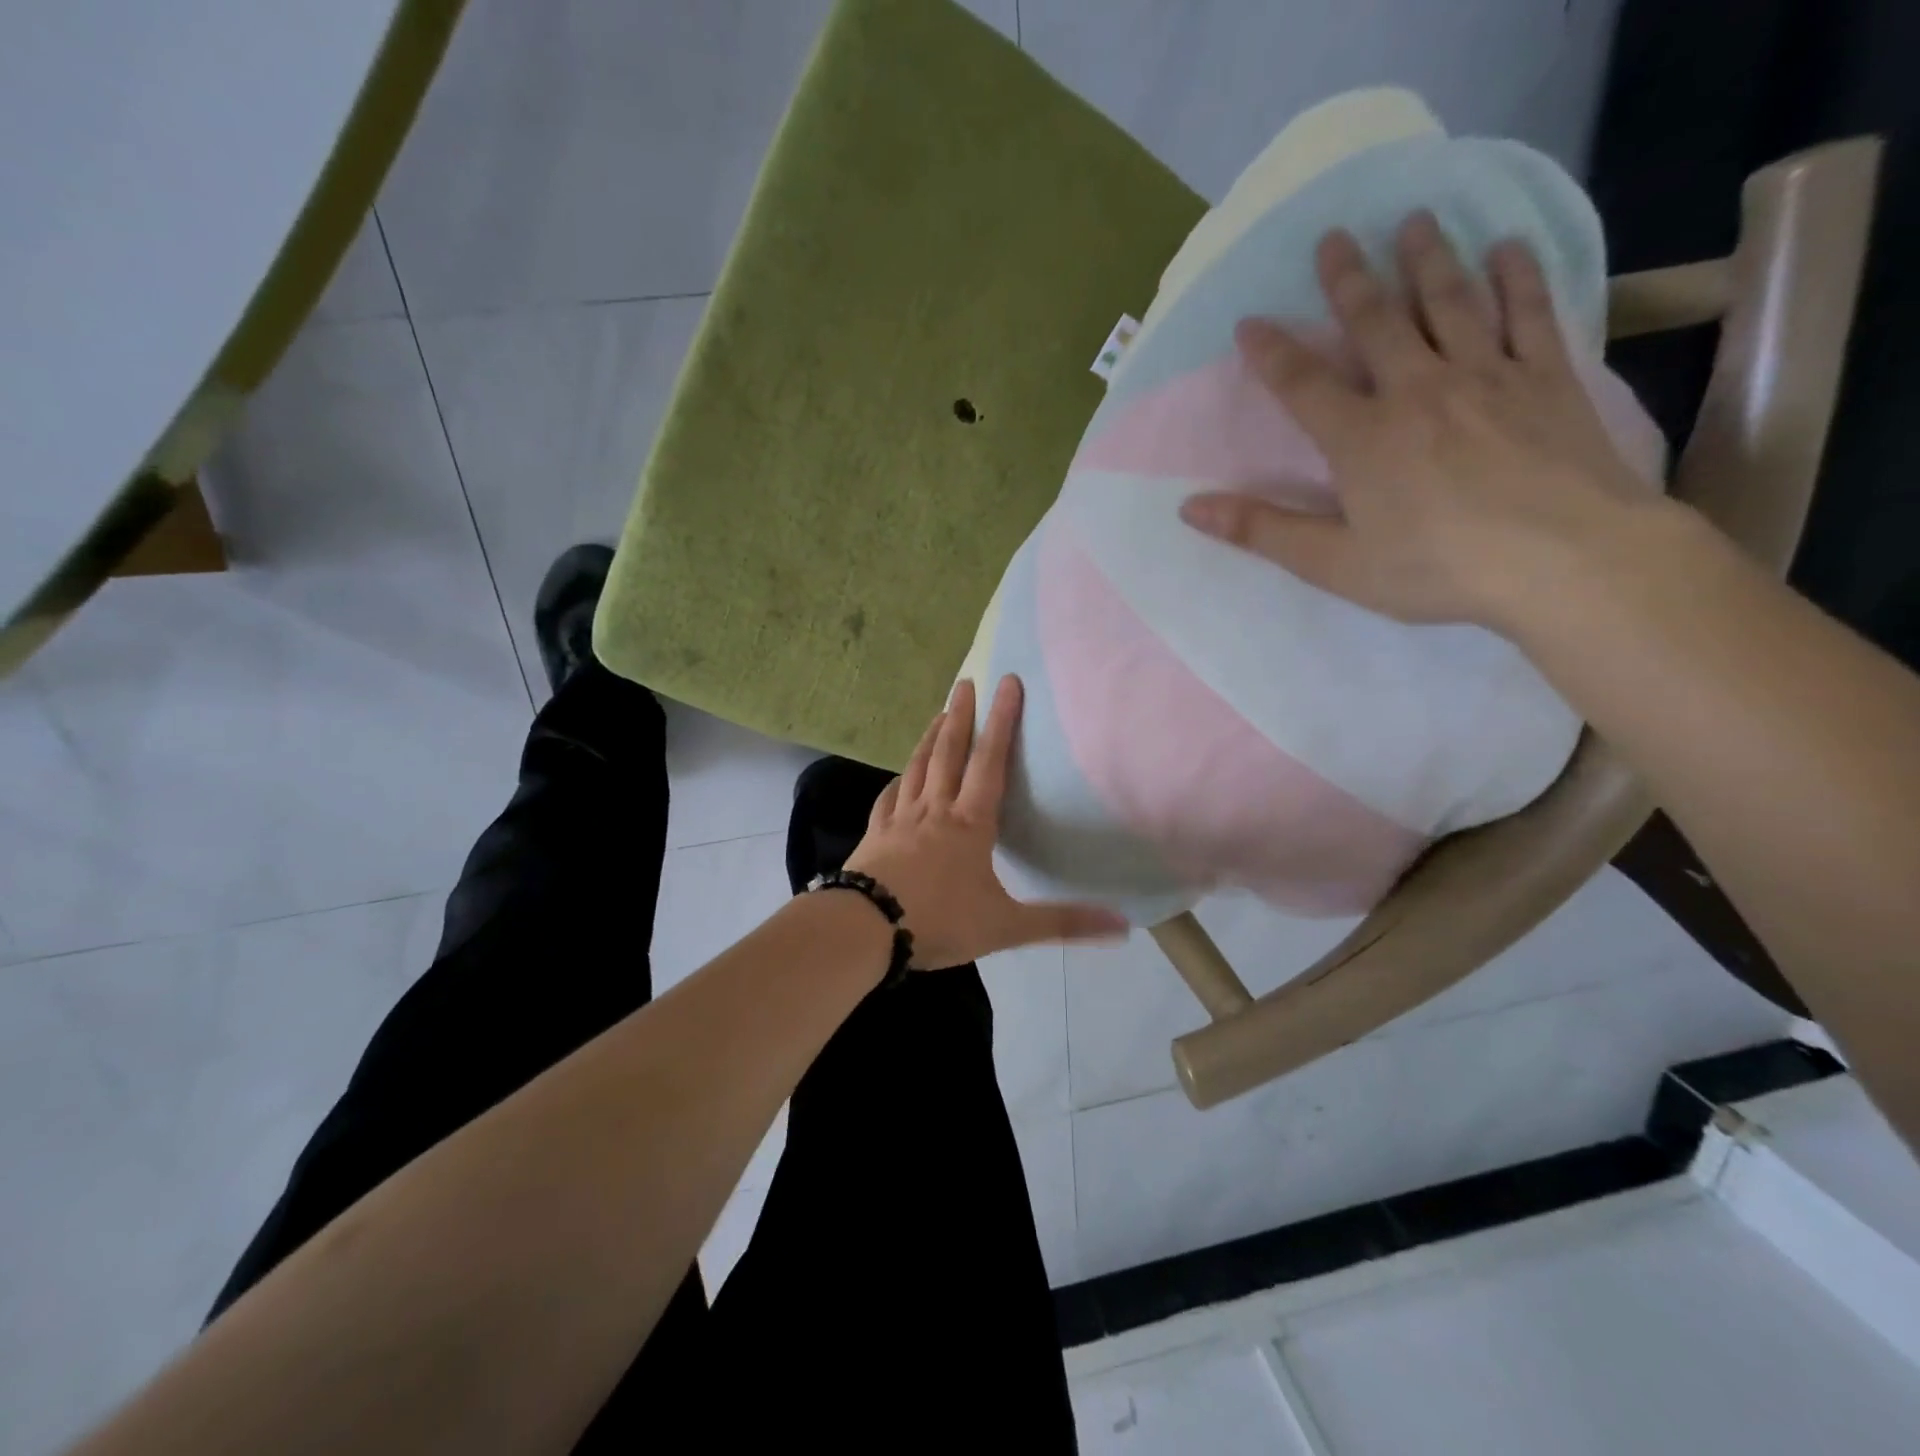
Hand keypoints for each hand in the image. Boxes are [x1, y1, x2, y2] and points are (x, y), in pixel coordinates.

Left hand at [845, 675, 1126, 968]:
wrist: (865, 929)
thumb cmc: (939, 921)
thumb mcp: (1005, 927)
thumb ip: (1062, 923)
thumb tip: (1123, 925)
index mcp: (969, 823)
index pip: (990, 761)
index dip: (1002, 720)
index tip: (1007, 683)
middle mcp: (935, 810)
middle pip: (949, 752)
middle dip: (961, 715)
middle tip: (965, 682)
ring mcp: (900, 819)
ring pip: (917, 767)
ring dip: (930, 738)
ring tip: (938, 714)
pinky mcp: (875, 834)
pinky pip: (889, 797)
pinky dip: (898, 781)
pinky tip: (899, 778)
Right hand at [1178, 212, 1655, 632]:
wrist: (1567, 561)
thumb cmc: (1437, 569)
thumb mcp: (1335, 564)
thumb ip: (1262, 530)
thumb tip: (1190, 508)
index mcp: (1362, 438)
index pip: (1303, 384)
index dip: (1272, 352)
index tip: (1250, 320)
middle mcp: (1418, 390)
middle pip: (1377, 322)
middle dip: (1349, 279)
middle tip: (1334, 235)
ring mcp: (1488, 376)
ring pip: (1451, 302)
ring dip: (1428, 258)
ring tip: (1414, 220)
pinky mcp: (1547, 378)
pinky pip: (1529, 312)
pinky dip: (1516, 276)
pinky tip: (1506, 249)